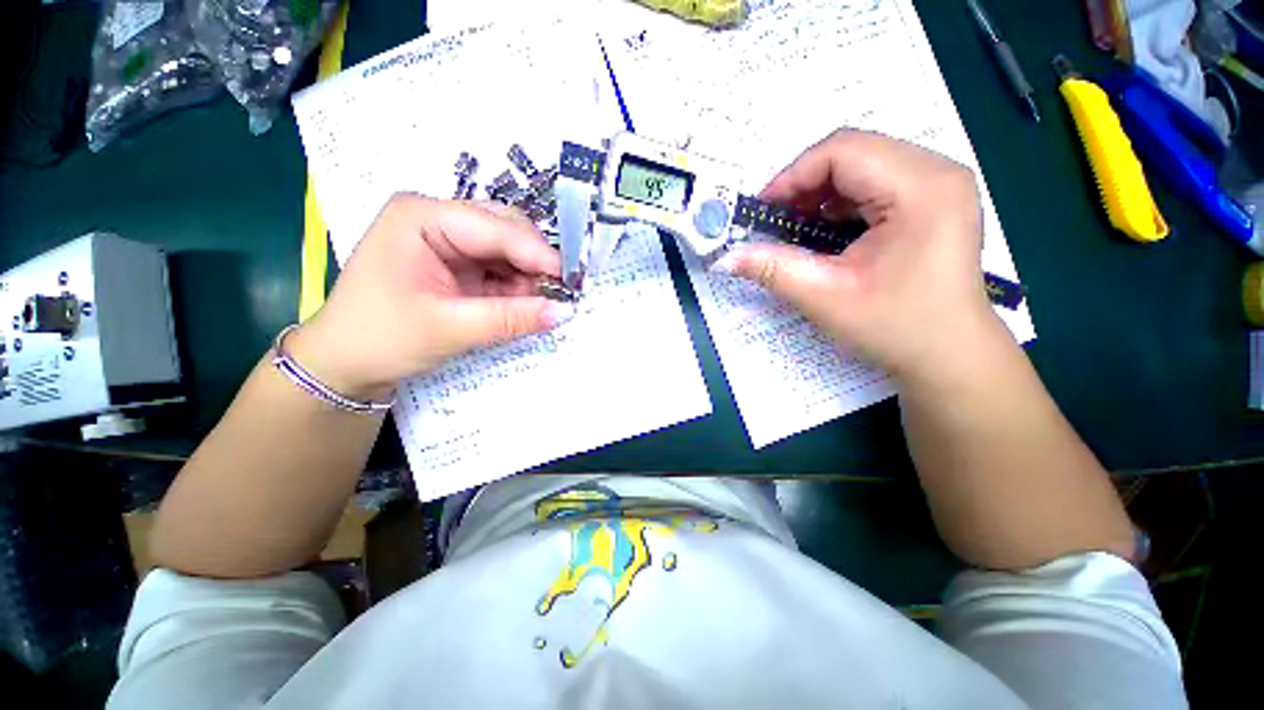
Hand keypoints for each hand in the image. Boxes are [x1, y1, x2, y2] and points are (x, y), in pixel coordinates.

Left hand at [287, 194, 572, 399]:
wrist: (345, 364)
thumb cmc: (382, 338)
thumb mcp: (450, 329)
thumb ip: (511, 318)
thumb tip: (565, 312)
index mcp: (422, 217)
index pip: (495, 227)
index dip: (538, 253)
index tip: (573, 281)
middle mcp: (437, 219)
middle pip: (505, 229)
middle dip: (534, 263)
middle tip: (558, 294)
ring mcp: (448, 241)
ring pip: (507, 249)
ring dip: (528, 277)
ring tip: (538, 306)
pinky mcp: (457, 264)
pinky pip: (500, 268)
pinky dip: (517, 287)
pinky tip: (524, 304)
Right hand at [714, 129, 1002, 380]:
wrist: (949, 355)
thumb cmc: (896, 327)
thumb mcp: (825, 297)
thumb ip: (772, 270)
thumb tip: (725, 258)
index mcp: (921, 188)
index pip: (843, 151)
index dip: (792, 176)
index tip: (761, 212)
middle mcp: (937, 172)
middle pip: (854, 152)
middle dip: (804, 184)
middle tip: (774, 222)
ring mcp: (939, 184)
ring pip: (863, 164)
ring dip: (821, 193)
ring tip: (796, 228)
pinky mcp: (934, 200)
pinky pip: (876, 182)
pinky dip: (840, 202)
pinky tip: (825, 231)